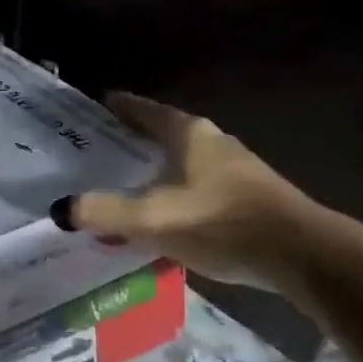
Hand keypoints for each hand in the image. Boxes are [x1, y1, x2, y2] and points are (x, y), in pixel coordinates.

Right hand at [57, 93, 326, 290]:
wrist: (301, 255)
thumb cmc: (222, 222)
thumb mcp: (154, 218)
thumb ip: (105, 212)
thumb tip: (61, 209)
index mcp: (189, 134)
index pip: (145, 110)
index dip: (119, 107)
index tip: (95, 106)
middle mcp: (212, 142)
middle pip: (163, 135)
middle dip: (132, 143)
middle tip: (100, 153)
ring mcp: (234, 169)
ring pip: (181, 164)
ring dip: (155, 174)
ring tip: (125, 190)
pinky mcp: (247, 198)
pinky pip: (197, 190)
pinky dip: (174, 197)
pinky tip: (163, 222)